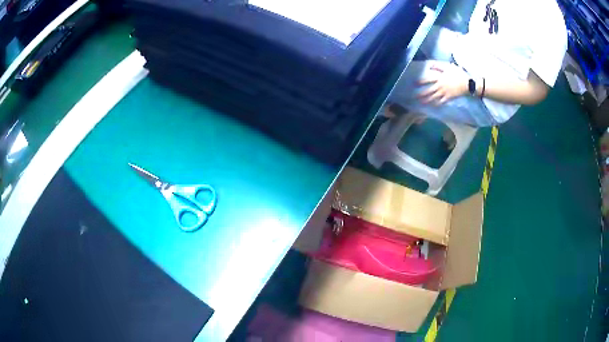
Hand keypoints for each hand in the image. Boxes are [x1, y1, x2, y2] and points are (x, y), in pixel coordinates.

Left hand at [417, 64, 469, 105]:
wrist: (468, 83)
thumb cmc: (458, 73)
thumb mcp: (448, 66)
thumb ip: (438, 66)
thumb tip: (430, 64)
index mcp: (440, 78)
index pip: (428, 79)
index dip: (421, 81)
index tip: (414, 83)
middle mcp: (440, 86)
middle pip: (429, 91)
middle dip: (421, 94)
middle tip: (414, 97)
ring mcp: (444, 93)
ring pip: (434, 97)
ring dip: (427, 100)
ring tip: (421, 103)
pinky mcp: (449, 98)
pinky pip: (441, 102)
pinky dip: (436, 104)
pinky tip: (432, 106)